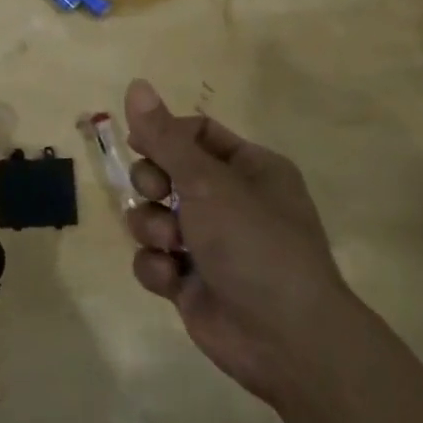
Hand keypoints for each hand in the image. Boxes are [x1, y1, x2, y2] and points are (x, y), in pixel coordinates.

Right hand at [123, 78, 354, 404]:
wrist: (285, 339)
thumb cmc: (254, 243)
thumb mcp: (207, 181)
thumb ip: (164, 136)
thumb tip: (136, 84)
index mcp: (249, 168)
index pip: (195, 133)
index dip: (163, 135)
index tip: (139, 142)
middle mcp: (230, 201)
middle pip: (165, 171)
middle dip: (153, 184)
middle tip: (160, 193)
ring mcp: (208, 242)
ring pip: (152, 215)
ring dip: (153, 227)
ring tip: (172, 245)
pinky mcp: (190, 280)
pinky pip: (153, 258)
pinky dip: (157, 266)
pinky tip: (174, 279)